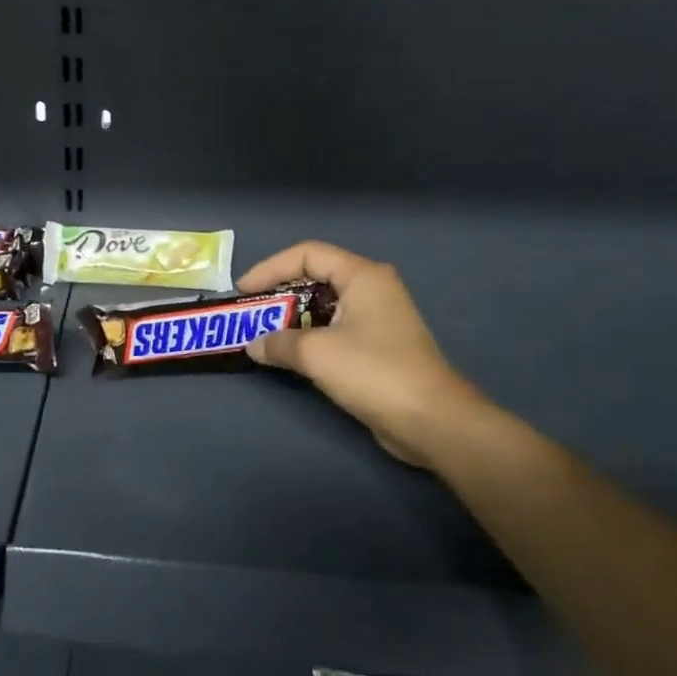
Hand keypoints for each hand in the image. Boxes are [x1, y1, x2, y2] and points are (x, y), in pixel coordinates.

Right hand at [238, 241, 485, 468]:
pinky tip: (291, 354)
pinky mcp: (378, 345)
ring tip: (264, 334)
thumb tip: (254, 345)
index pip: (307, 254)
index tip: (244, 291)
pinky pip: (334, 328)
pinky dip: (309, 335)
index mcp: (363, 276)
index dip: (270, 267)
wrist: (432, 421)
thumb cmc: (374, 373)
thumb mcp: (316, 353)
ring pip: (324, 305)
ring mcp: (378, 317)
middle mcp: (372, 288)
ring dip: (292, 317)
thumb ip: (278, 343)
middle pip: (315, 276)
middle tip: (251, 312)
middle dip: (279, 292)